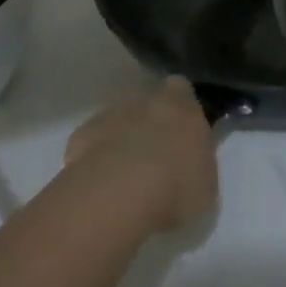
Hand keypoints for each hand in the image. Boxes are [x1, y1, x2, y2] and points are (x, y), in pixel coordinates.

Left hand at [64, 77, 217, 234]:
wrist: (117, 196)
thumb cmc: (175, 187)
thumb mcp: (205, 182)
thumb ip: (197, 162)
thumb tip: (189, 162)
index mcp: (182, 104)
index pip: (182, 90)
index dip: (181, 109)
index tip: (182, 132)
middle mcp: (145, 99)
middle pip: (148, 102)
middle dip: (150, 123)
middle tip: (154, 158)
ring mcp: (110, 114)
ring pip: (118, 120)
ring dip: (121, 139)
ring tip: (124, 178)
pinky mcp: (80, 135)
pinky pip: (91, 143)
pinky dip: (95, 158)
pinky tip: (100, 186)